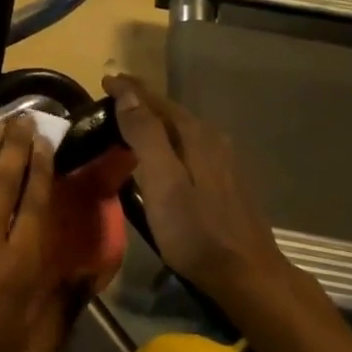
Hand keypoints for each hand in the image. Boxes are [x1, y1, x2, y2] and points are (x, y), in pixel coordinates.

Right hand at [102, 73, 289, 306]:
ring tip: (132, 120)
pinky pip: (189, 146)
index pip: (156, 101)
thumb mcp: (163, 182)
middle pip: (172, 112)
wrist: (245, 273)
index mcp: (195, 135)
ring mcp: (223, 161)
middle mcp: (212, 140)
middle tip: (113, 97)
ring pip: (182, 129)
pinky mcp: (225, 181)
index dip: (130, 89)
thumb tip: (128, 93)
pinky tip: (163, 153)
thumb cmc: (195, 231)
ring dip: (156, 120)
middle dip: (143, 101)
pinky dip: (169, 140)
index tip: (106, 79)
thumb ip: (146, 135)